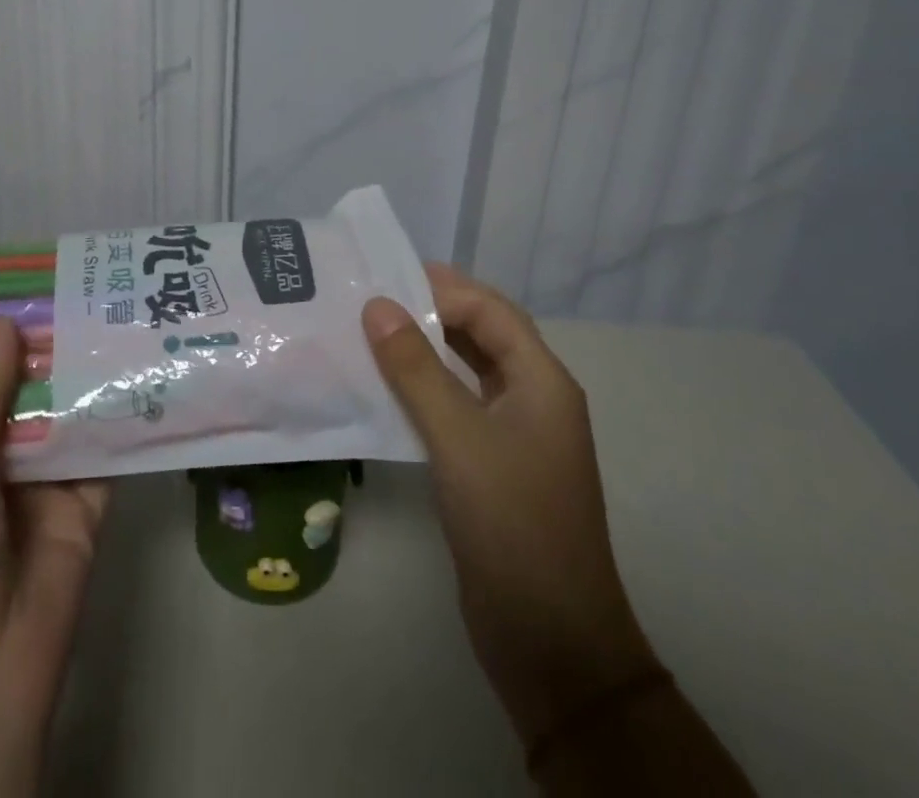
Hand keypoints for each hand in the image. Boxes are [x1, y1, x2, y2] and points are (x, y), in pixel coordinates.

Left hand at [0, 317, 109, 797]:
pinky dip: (123, 418)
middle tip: (91, 291)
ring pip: (73, 418)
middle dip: (57, 352)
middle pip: (35, 396)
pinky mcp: (92, 505)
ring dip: (92, 378)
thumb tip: (5, 322)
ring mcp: (50, 485)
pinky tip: (146, 372)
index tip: (35, 289)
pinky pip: (109, 453)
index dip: (6, 342)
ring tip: (122, 316)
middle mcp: (5, 463)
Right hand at [362, 264, 658, 745]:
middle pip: (482, 335)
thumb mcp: (458, 437)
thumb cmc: (511, 523)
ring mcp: (515, 435)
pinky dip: (423, 389)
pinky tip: (384, 388)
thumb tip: (377, 305)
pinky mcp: (492, 465)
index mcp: (542, 382)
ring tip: (368, 332)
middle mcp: (533, 398)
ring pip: (467, 371)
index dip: (441, 288)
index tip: (384, 277)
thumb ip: (416, 368)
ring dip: (424, 350)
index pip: (491, 310)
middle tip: (370, 297)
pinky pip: (456, 407)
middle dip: (430, 311)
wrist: (550, 640)